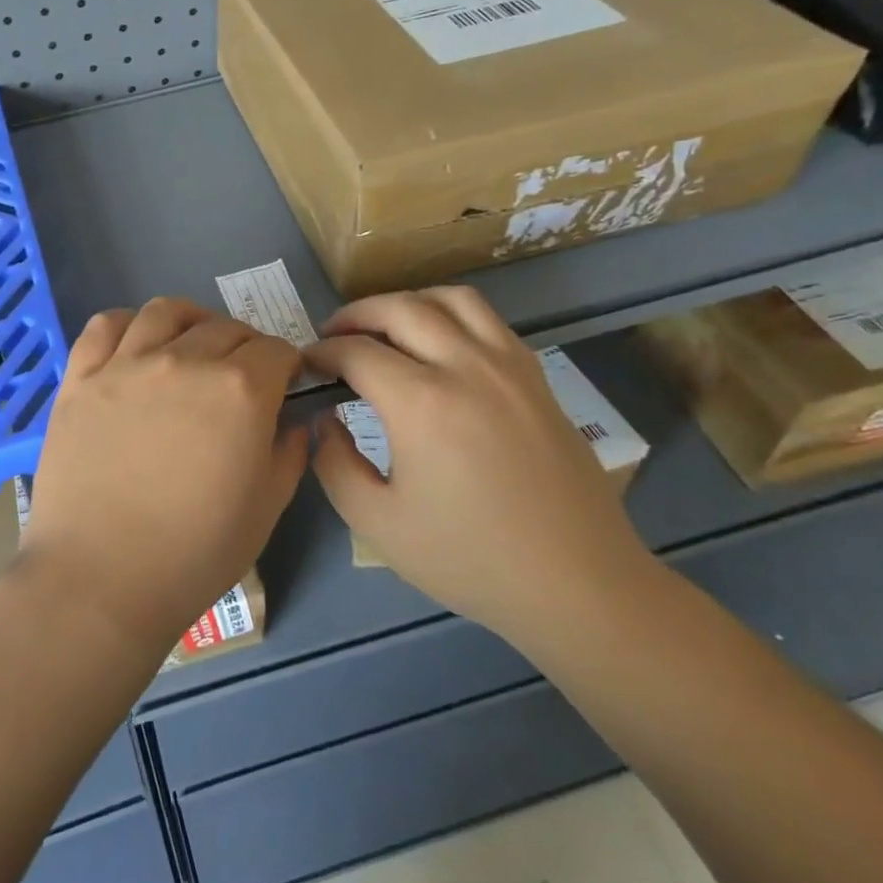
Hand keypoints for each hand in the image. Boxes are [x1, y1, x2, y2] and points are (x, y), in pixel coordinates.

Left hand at [21, 298, 309, 654]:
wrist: (101, 578)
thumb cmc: (194, 553)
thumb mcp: (266, 509)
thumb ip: (288, 454)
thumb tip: (293, 421)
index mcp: (240, 390)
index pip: (276, 350)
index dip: (287, 365)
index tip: (284, 385)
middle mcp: (185, 360)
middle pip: (225, 327)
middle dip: (246, 346)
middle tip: (242, 376)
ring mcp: (126, 364)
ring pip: (166, 311)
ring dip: (191, 321)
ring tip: (191, 345)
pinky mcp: (81, 377)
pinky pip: (105, 325)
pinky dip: (127, 323)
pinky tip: (136, 345)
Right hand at [303, 287, 652, 640]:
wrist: (577, 584)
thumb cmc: (469, 559)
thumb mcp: (376, 522)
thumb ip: (334, 462)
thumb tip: (326, 419)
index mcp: (421, 403)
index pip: (355, 352)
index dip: (321, 352)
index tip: (306, 365)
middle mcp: (465, 367)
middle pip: (399, 308)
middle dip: (355, 315)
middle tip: (333, 337)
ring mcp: (508, 366)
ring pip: (450, 299)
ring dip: (407, 303)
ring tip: (386, 328)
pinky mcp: (536, 377)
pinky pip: (488, 320)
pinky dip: (451, 315)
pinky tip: (440, 346)